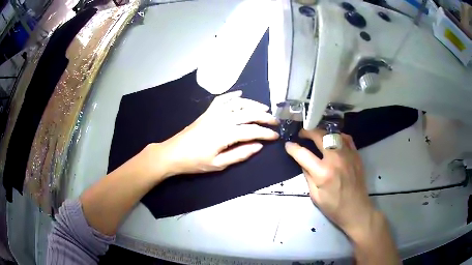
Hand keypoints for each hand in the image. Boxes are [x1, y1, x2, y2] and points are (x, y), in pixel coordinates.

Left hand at [155, 90, 278, 177]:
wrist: (173, 153)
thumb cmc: (195, 162)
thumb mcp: (218, 164)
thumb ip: (240, 154)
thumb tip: (258, 146)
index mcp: (225, 134)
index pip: (252, 131)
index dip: (266, 133)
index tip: (275, 136)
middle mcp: (221, 119)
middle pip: (248, 113)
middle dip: (264, 116)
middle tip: (275, 120)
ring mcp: (213, 113)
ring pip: (237, 103)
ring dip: (252, 104)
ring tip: (264, 107)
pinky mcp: (207, 112)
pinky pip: (222, 99)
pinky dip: (232, 95)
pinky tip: (240, 94)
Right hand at [285, 129, 376, 239]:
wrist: (357, 210)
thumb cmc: (334, 207)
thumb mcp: (315, 195)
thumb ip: (308, 175)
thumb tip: (301, 161)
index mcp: (323, 173)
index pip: (303, 154)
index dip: (292, 148)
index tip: (288, 145)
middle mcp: (336, 159)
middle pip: (319, 136)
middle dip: (307, 132)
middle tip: (301, 134)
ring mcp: (348, 154)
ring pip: (333, 134)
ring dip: (322, 133)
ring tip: (316, 136)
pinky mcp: (356, 155)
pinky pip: (346, 138)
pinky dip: (337, 136)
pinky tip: (333, 140)